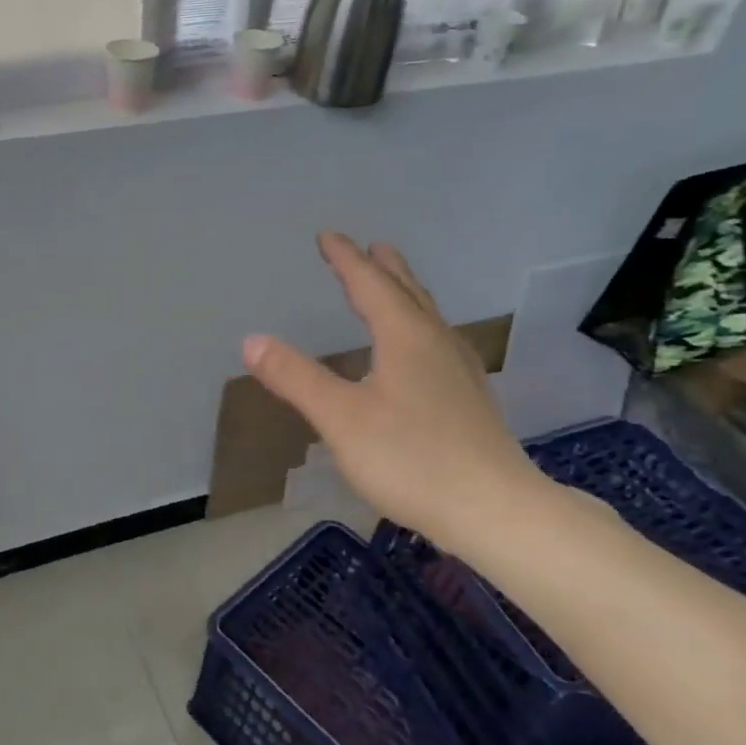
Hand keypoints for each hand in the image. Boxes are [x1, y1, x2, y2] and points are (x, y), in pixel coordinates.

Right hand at [243, 233, 549, 557]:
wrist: (493, 509)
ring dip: (406, 293)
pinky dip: (420, 326)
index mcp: (405, 337)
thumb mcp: (340, 418)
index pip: (370, 285)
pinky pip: (438, 342)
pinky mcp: (470, 399)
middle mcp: (436, 343)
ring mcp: (459, 371)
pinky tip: (423, 350)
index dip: (346, 259)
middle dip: (384, 268)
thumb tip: (252, 340)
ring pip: (428, 316)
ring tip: (395, 284)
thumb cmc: (410, 458)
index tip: (327, 235)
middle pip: (408, 292)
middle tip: (372, 246)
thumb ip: (296, 378)